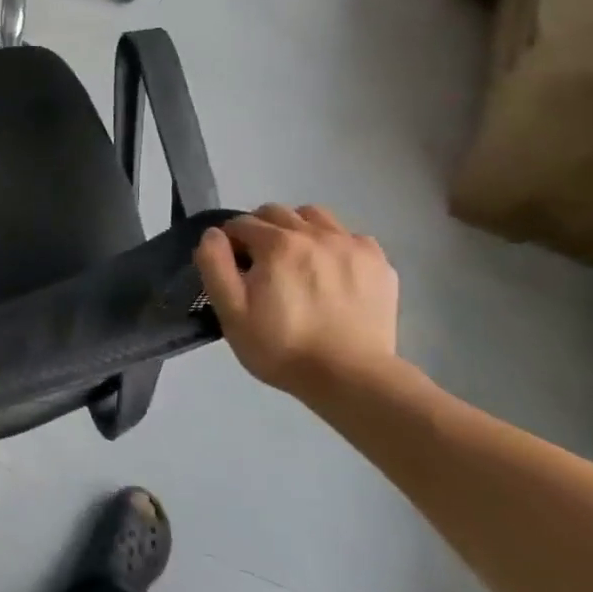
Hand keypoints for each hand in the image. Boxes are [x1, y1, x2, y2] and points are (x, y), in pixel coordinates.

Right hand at [193, 204, 399, 394]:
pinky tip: (331, 272)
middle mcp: (315, 233)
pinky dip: (334, 245)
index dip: (231, 243)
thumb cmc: (281, 347)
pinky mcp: (378, 262)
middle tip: (261, 265)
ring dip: (298, 229)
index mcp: (277, 244)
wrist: (350, 378)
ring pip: (314, 216)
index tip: (233, 268)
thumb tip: (213, 234)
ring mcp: (351, 245)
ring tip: (297, 262)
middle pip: (277, 212)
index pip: (241, 223)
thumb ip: (214, 265)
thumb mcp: (231, 312)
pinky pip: (349, 236)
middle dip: (261, 230)